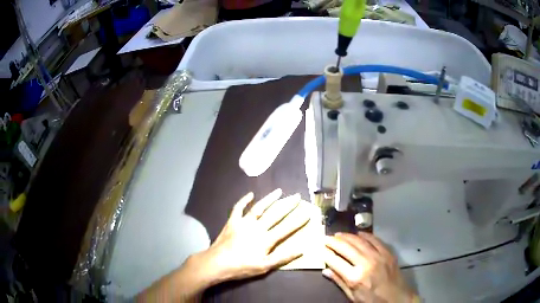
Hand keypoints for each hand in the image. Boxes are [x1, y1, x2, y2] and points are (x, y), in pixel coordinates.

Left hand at [137, 189, 309, 301]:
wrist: (218, 263)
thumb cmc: (242, 267)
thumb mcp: (265, 267)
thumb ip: (283, 257)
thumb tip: (301, 250)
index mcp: (266, 239)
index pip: (286, 228)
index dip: (298, 220)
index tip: (308, 212)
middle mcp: (257, 227)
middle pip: (275, 214)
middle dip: (288, 205)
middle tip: (297, 196)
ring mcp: (243, 222)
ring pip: (259, 207)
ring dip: (269, 198)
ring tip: (279, 191)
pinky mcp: (232, 221)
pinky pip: (238, 208)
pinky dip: (244, 201)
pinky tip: (250, 194)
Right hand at [322, 232, 417, 302]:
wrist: (397, 298)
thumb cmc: (372, 300)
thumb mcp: (353, 296)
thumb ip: (340, 282)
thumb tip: (326, 271)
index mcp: (355, 278)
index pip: (335, 261)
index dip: (326, 254)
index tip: (320, 248)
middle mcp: (365, 264)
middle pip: (346, 248)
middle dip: (334, 242)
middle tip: (327, 238)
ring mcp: (378, 256)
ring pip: (359, 241)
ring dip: (347, 236)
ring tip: (339, 234)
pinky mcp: (387, 253)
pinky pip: (375, 240)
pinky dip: (365, 235)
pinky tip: (358, 233)